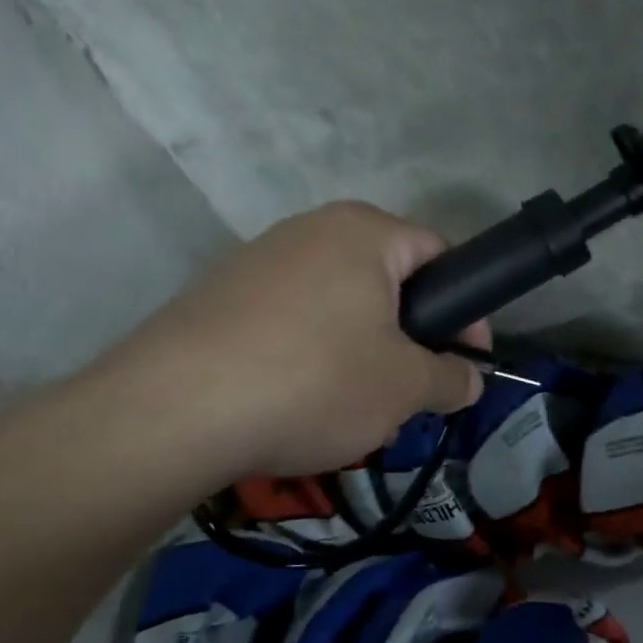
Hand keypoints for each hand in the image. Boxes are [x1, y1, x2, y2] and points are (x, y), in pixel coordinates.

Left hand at [97, 202, 487, 479]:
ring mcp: (256, 261)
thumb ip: (452, 378)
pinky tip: (303, 405)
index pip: (440, 255)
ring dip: (365, 353)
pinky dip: (314, 358)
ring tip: (360, 408)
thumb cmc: (316, 380)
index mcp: (364, 232)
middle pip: (387, 282)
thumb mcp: (406, 387)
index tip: (467, 361)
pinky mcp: (218, 298)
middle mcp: (309, 230)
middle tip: (415, 390)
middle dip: (411, 338)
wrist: (172, 412)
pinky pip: (293, 323)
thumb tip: (470, 380)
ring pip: (339, 307)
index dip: (466, 310)